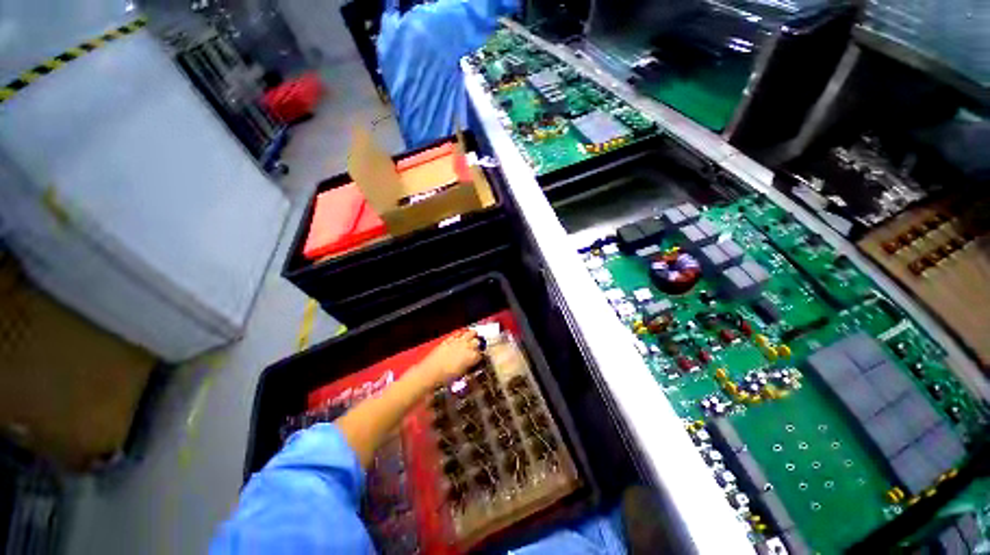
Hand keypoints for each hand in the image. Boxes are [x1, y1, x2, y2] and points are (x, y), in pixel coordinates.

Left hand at [418, 329, 483, 385]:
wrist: (431, 372)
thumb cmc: (446, 377)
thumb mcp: (462, 373)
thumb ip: (469, 365)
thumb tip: (472, 363)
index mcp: (472, 356)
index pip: (481, 354)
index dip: (480, 357)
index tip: (479, 358)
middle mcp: (468, 346)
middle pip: (478, 342)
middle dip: (478, 345)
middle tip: (476, 349)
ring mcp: (459, 341)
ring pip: (471, 333)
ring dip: (473, 336)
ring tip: (472, 338)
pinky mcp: (450, 339)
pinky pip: (459, 333)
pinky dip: (461, 334)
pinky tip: (461, 337)